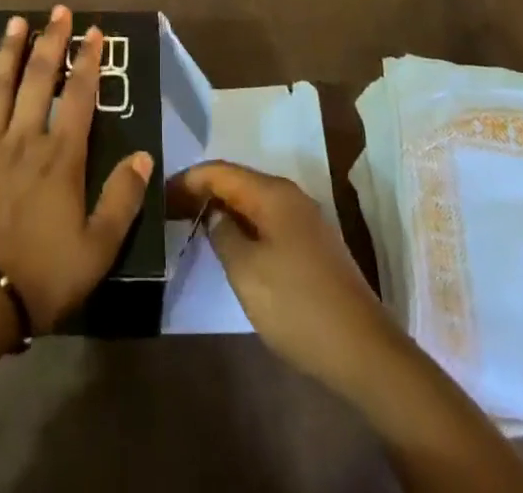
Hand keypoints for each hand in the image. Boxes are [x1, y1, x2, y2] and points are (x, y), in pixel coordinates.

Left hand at [0, 5, 152, 331]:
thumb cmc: (39, 277)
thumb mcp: (97, 249)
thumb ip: (122, 199)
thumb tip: (143, 155)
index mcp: (60, 158)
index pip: (79, 97)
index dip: (88, 62)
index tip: (94, 31)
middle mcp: (23, 140)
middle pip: (39, 80)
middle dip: (51, 42)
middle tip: (58, 11)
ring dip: (8, 52)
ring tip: (16, 22)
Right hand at [167, 160, 399, 394]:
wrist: (364, 352)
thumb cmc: (297, 305)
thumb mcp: (246, 270)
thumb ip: (222, 233)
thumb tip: (214, 213)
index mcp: (273, 193)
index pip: (220, 171)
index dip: (187, 180)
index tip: (158, 194)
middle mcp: (290, 196)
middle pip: (237, 182)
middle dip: (203, 192)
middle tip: (169, 210)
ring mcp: (305, 220)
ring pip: (253, 202)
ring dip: (223, 209)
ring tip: (192, 224)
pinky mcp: (312, 246)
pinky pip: (267, 221)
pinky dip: (243, 225)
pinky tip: (229, 245)